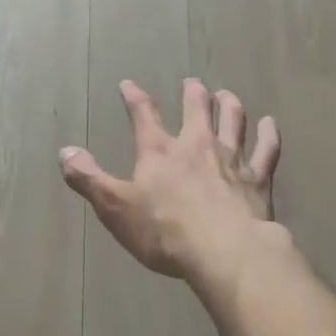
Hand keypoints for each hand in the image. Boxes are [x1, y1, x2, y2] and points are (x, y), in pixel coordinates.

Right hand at [60, 78, 280, 287]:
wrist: (224, 252)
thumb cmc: (164, 230)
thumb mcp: (114, 206)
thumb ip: (89, 178)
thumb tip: (65, 151)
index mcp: (159, 151)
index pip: (144, 115)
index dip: (134, 98)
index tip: (128, 84)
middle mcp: (196, 145)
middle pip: (196, 109)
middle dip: (193, 94)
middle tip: (193, 84)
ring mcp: (231, 160)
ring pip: (233, 121)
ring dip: (229, 106)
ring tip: (227, 95)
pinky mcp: (258, 180)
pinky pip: (266, 150)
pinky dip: (269, 135)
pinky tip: (270, 124)